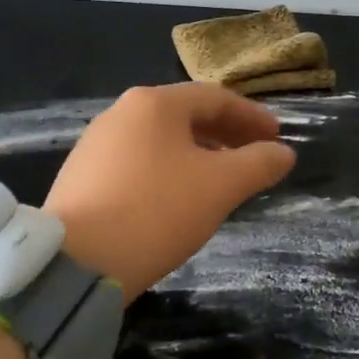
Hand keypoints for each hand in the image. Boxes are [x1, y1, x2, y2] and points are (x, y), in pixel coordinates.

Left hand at [44, 84, 296, 301]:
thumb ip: (258, 164)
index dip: (252, 117)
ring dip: (197, 153)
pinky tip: (177, 198)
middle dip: (225, 134)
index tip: (277, 138)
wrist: (76, 261)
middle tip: (254, 157)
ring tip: (220, 180)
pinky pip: (138, 161)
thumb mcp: (220, 187)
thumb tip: (283, 153)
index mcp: (154, 104)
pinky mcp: (82, 175)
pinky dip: (168, 170)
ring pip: (160, 140)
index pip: (215, 98)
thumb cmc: (156, 211)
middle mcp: (121, 113)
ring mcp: (96, 143)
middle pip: (185, 115)